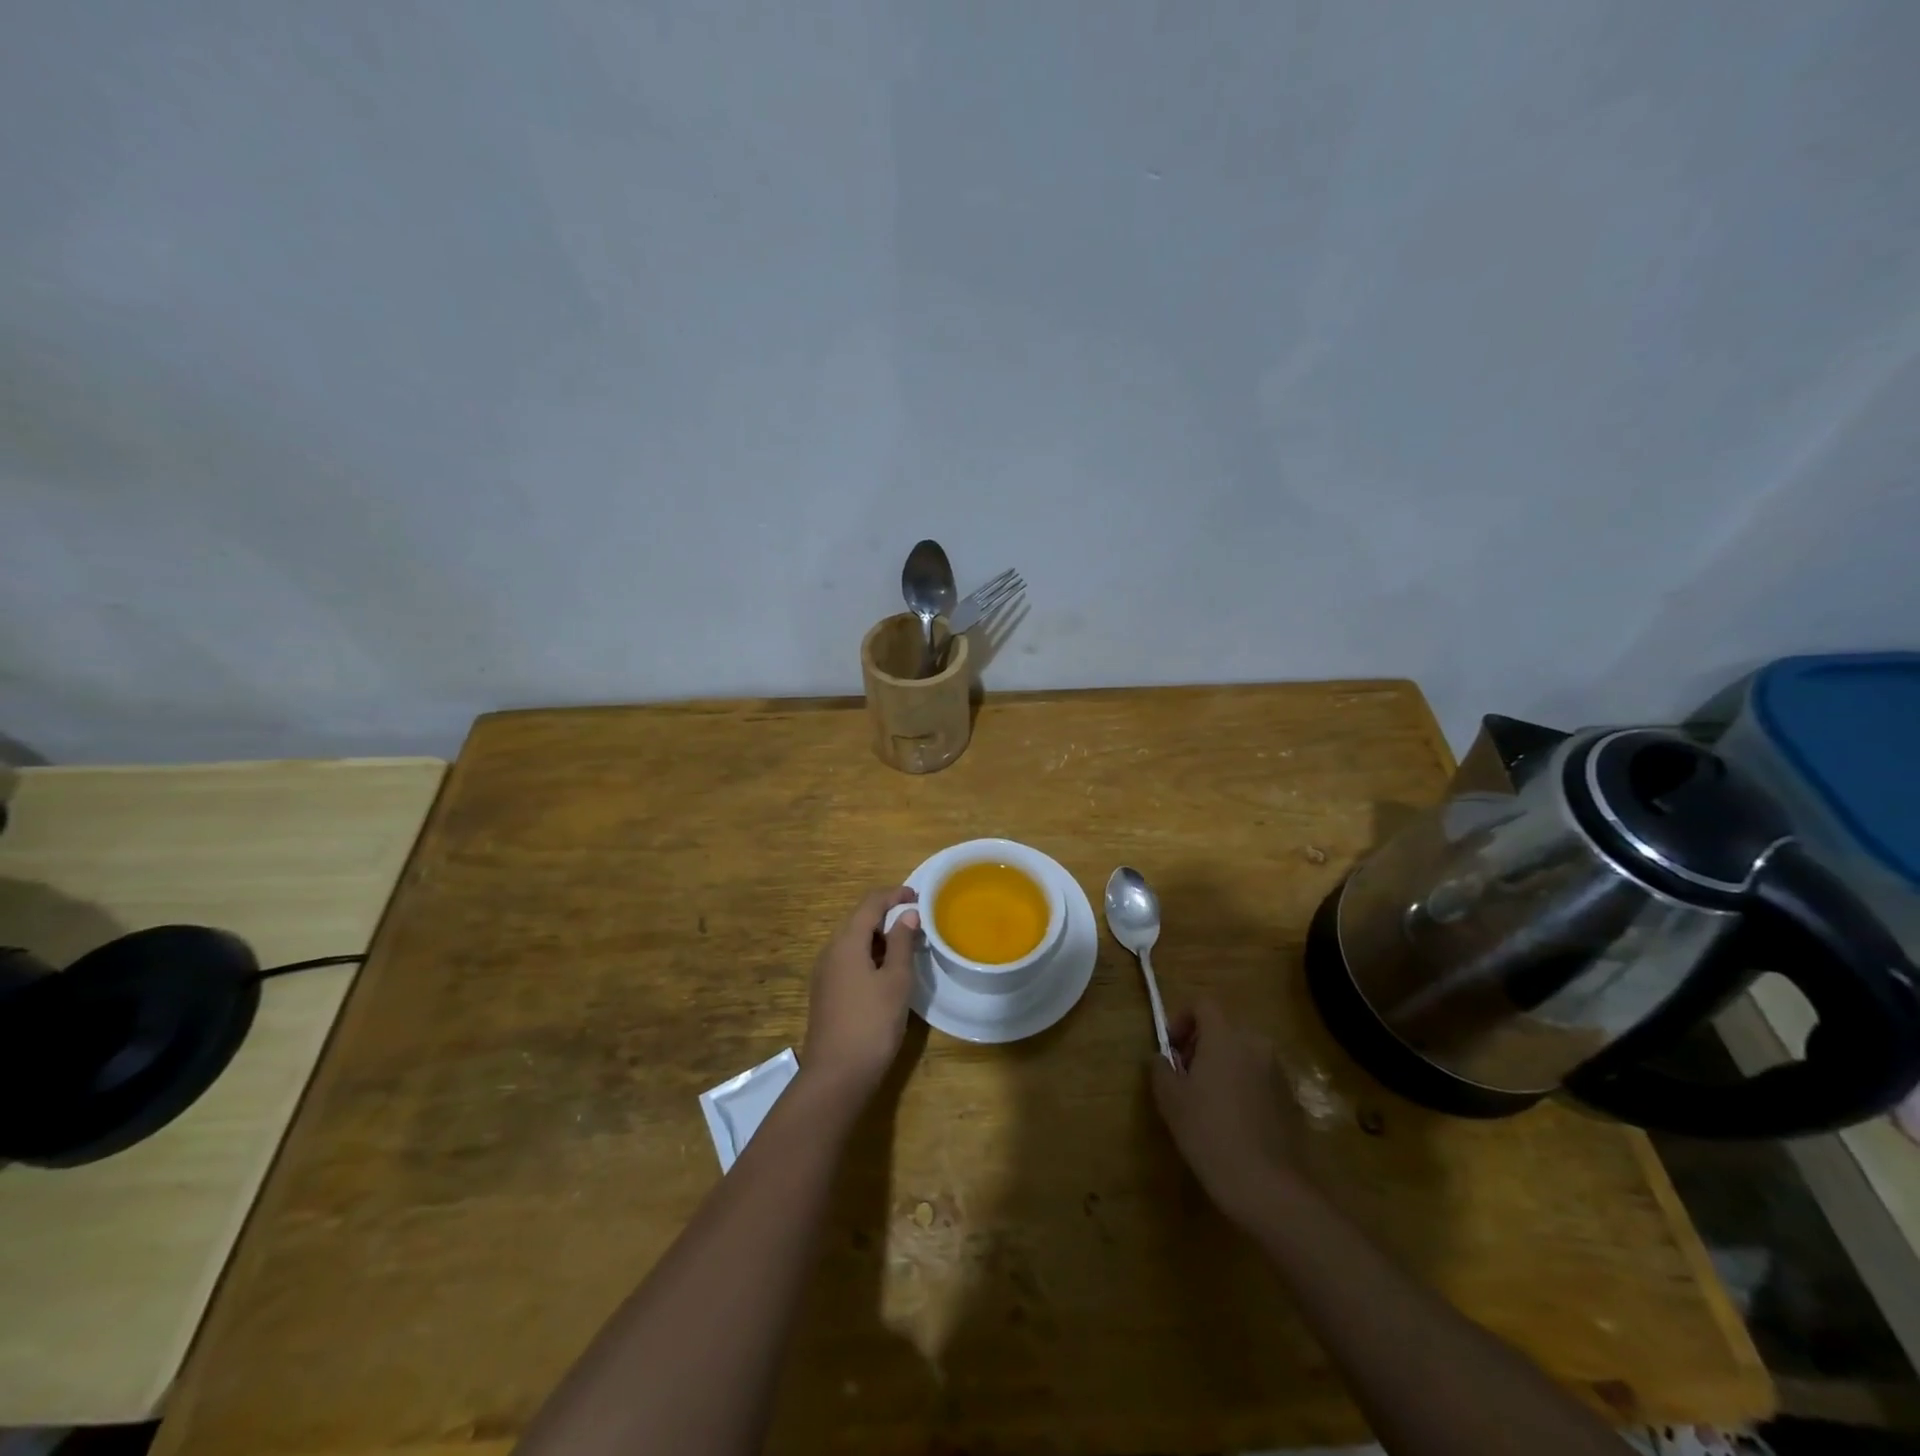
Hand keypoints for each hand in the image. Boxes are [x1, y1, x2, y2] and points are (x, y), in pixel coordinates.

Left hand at [802, 887, 920, 1101]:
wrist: (836, 1075)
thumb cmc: (872, 1023)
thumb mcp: (895, 980)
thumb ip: (901, 943)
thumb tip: (907, 914)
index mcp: (846, 942)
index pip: (870, 903)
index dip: (894, 894)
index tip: (918, 896)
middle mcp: (830, 951)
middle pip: (859, 920)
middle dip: (888, 916)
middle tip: (917, 923)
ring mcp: (825, 974)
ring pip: (854, 942)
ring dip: (880, 938)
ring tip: (908, 947)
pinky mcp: (826, 993)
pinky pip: (849, 961)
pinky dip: (870, 956)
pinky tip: (887, 973)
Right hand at [1151, 999, 1298, 1225]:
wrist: (1269, 1188)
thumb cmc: (1211, 1135)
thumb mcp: (1171, 1100)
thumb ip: (1161, 1069)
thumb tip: (1163, 1058)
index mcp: (1225, 1037)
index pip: (1203, 1004)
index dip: (1182, 1019)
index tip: (1171, 1048)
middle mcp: (1256, 1045)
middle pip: (1224, 1028)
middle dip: (1201, 1045)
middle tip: (1185, 1077)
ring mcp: (1278, 1072)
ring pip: (1243, 1053)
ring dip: (1223, 1065)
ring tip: (1208, 1102)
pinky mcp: (1292, 1099)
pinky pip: (1260, 1077)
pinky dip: (1243, 1086)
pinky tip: (1234, 1122)